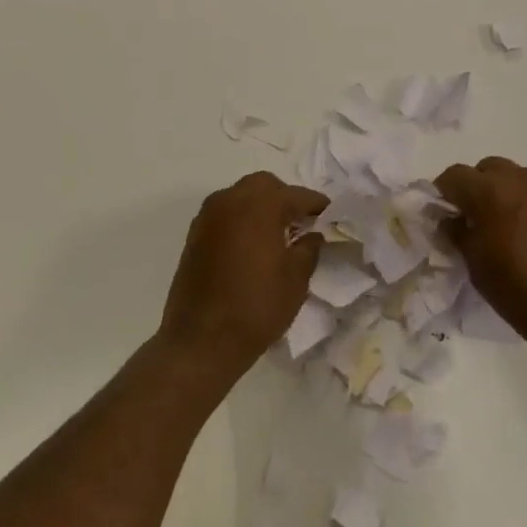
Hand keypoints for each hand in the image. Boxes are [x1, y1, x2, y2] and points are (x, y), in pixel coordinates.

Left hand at [159, 172, 326, 378]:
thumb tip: (312, 235)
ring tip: (279, 234)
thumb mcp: (296, 279)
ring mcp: (208, 216)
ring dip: (261, 207)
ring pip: (241, 196)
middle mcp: (230, 200)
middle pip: (264, 186)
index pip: (296, 195)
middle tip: (302, 222)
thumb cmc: (257, 306)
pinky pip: (225, 214)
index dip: (317, 205)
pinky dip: (242, 220)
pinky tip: (253, 245)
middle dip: (285, 198)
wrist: (201, 340)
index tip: (331, 215)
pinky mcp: (194, 235)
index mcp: (260, 205)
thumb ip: (309, 248)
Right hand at [435, 157, 526, 346]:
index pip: (454, 175)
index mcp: (490, 191)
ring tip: (508, 227)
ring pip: (517, 178)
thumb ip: (458, 234)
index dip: (444, 192)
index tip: (443, 214)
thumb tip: (450, 219)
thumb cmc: (521, 292)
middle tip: (474, 220)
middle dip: (476, 188)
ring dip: (505, 193)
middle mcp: (521, 179)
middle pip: (488, 169)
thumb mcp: (477, 267)